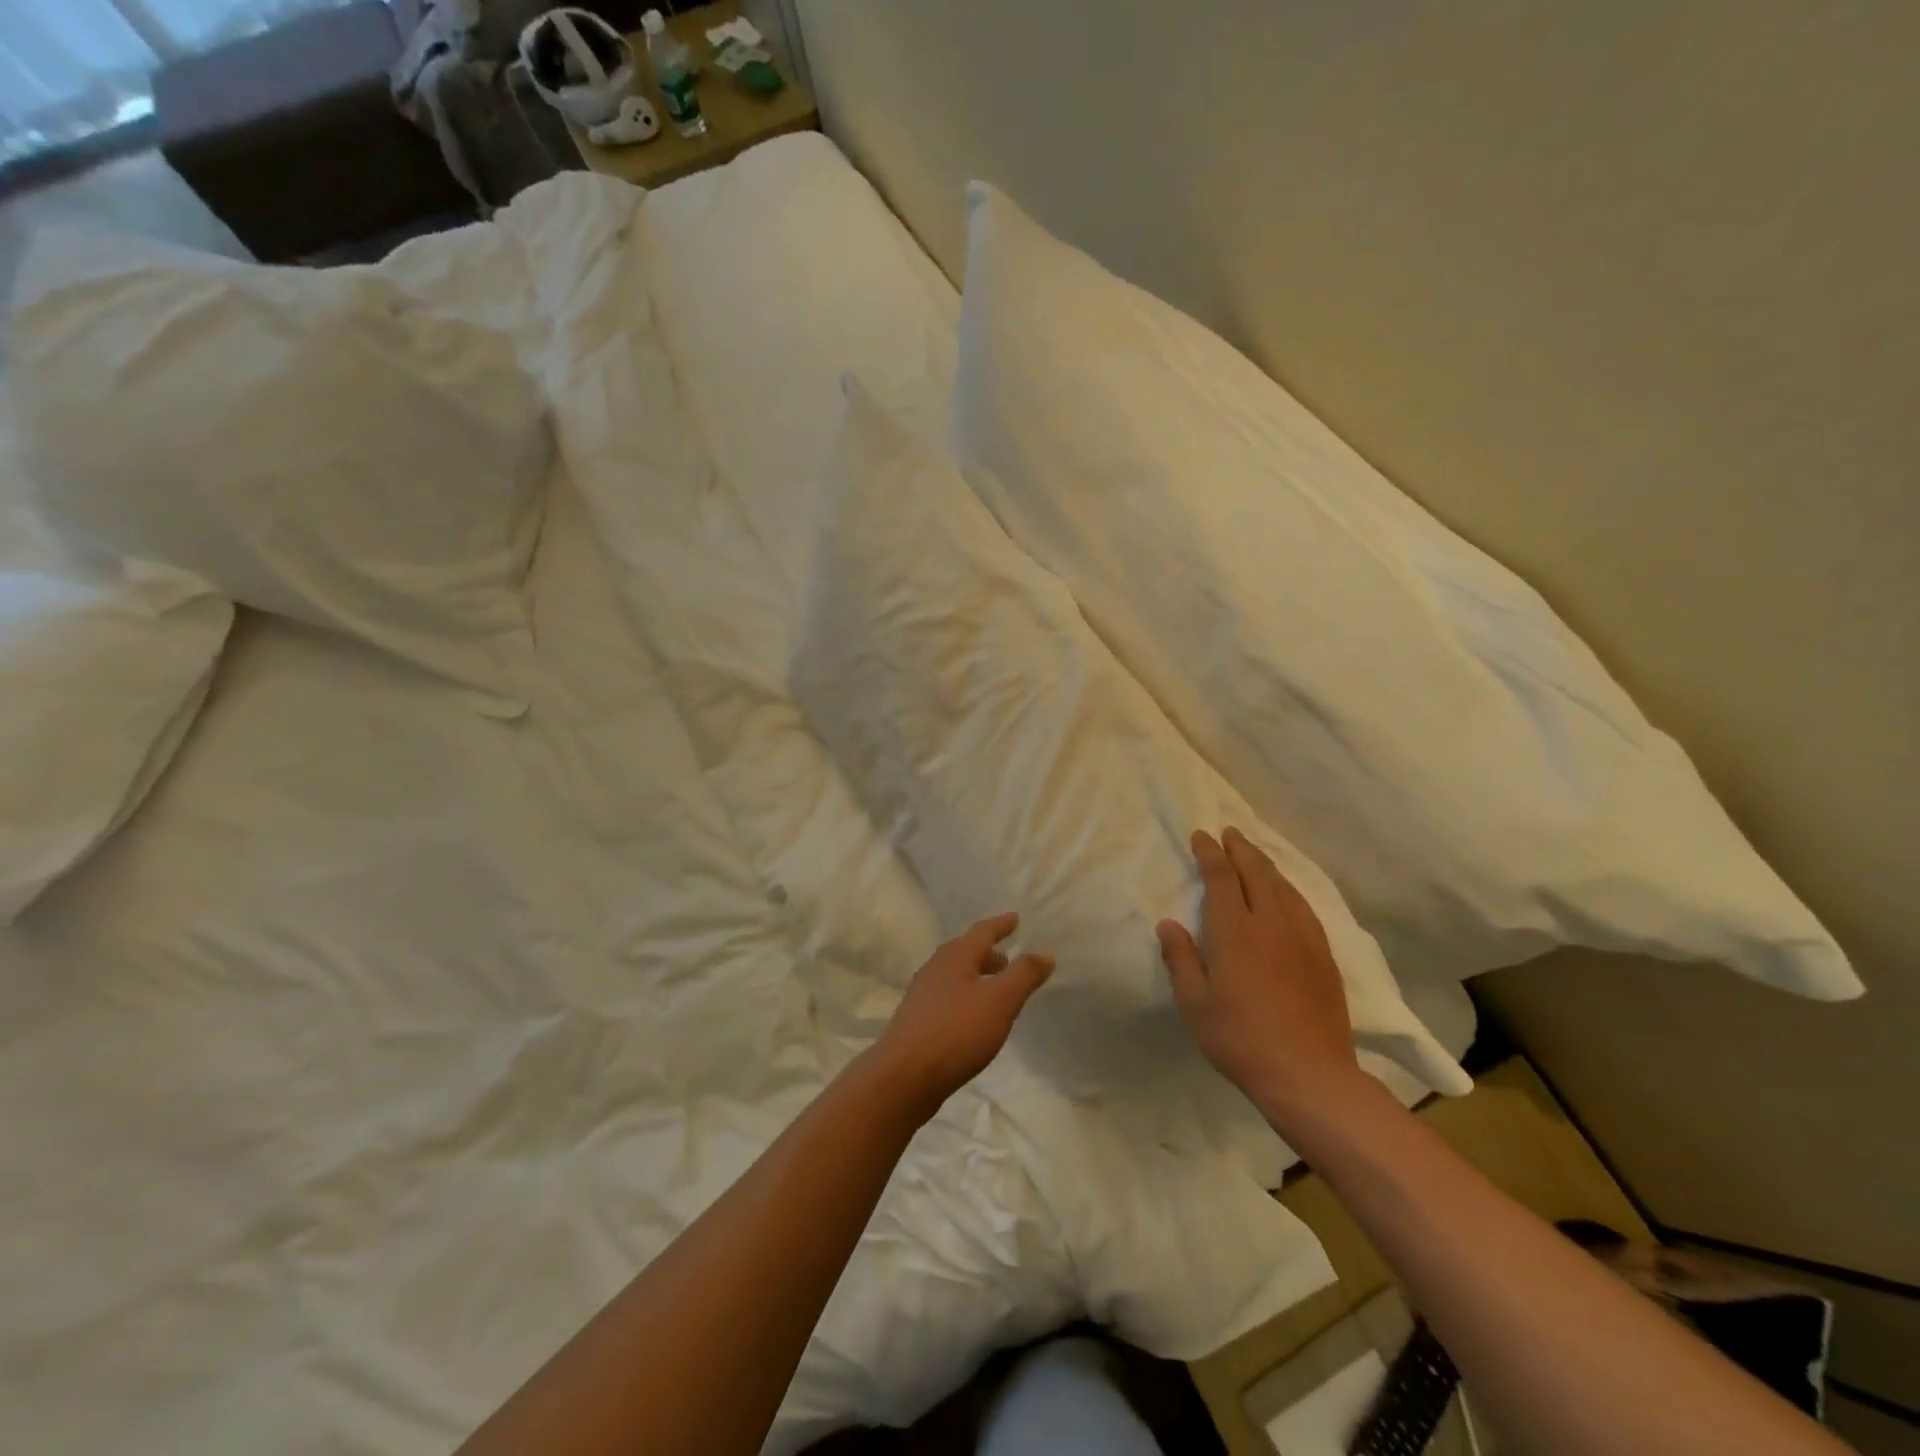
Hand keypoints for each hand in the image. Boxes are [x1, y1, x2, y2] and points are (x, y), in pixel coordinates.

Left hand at [868, 913, 1053, 1122]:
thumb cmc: (956, 1031)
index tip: (1016, 918)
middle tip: (1010, 960)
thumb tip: (1045, 953)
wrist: (904, 1077)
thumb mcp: (1000, 1001)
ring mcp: (923, 995)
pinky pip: (949, 997)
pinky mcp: (918, 1020)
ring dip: (978, 977)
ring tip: (997, 991)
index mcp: (955, 956)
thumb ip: (1024, 975)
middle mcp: (936, 968)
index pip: (983, 931)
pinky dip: (967, 997)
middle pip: (967, 952)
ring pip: (957, 976)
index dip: (1002, 925)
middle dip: (990, 954)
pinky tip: (974, 1018)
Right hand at [1157, 828, 1364, 1123]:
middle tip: (1229, 832)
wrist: (1310, 1075)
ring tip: (1253, 853)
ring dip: (1265, 864)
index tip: (1201, 835)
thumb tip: (1168, 923)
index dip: (1210, 853)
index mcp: (1235, 932)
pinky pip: (1303, 906)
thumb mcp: (1195, 1004)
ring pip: (1283, 886)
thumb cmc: (1241, 1040)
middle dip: (1240, 849)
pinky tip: (1286, 892)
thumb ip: (1181, 959)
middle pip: (1257, 873)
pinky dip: (1288, 888)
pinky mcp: (1323, 955)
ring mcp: (1302, 938)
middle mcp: (1271, 924)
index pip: (1222, 878)